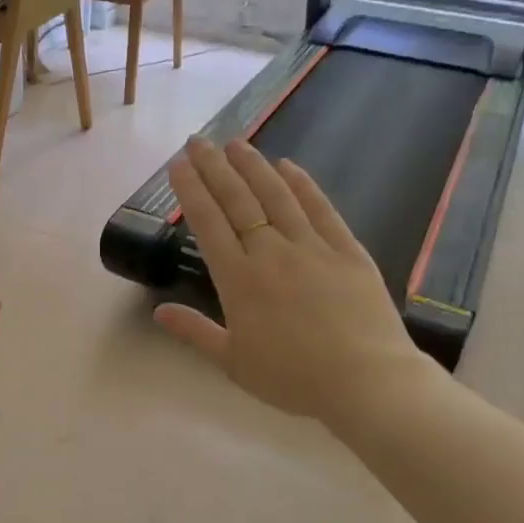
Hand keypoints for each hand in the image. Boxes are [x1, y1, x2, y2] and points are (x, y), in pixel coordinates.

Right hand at [155, 137, 440, 430]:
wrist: (366, 382)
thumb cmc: (293, 378)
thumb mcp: (233, 363)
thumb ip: (195, 332)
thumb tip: (157, 311)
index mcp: (238, 280)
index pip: (208, 223)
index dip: (191, 190)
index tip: (178, 164)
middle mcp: (270, 252)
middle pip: (238, 200)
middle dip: (214, 167)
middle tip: (198, 140)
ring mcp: (312, 247)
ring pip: (277, 196)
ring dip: (254, 166)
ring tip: (236, 142)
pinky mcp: (347, 250)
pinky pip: (321, 209)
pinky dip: (303, 184)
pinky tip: (289, 165)